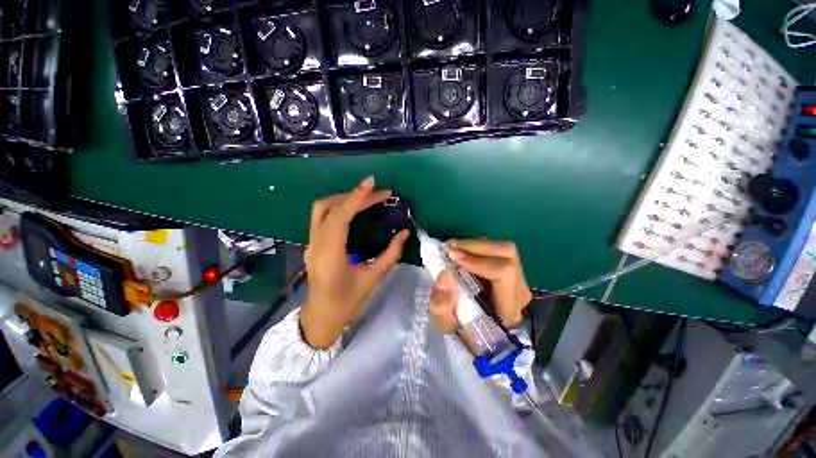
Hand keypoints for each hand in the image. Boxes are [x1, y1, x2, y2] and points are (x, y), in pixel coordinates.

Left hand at [300, 176, 409, 348]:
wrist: (320, 317)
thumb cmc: (347, 302)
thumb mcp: (372, 279)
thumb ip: (391, 254)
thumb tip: (405, 232)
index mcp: (330, 255)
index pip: (340, 217)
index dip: (356, 197)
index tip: (372, 183)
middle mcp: (315, 244)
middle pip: (328, 207)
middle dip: (355, 195)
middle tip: (379, 194)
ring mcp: (310, 243)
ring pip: (321, 209)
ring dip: (344, 198)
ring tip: (367, 197)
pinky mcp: (312, 243)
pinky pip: (322, 216)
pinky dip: (339, 206)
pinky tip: (354, 209)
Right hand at [429, 240, 531, 333]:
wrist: (479, 335)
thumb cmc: (463, 331)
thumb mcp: (445, 325)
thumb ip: (441, 305)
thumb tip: (445, 274)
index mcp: (509, 308)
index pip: (504, 272)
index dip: (478, 261)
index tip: (452, 256)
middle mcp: (520, 291)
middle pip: (507, 254)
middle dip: (476, 246)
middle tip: (450, 247)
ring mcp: (519, 280)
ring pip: (504, 250)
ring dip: (477, 244)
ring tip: (455, 247)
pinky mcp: (512, 272)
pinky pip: (499, 252)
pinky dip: (479, 247)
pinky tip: (463, 251)